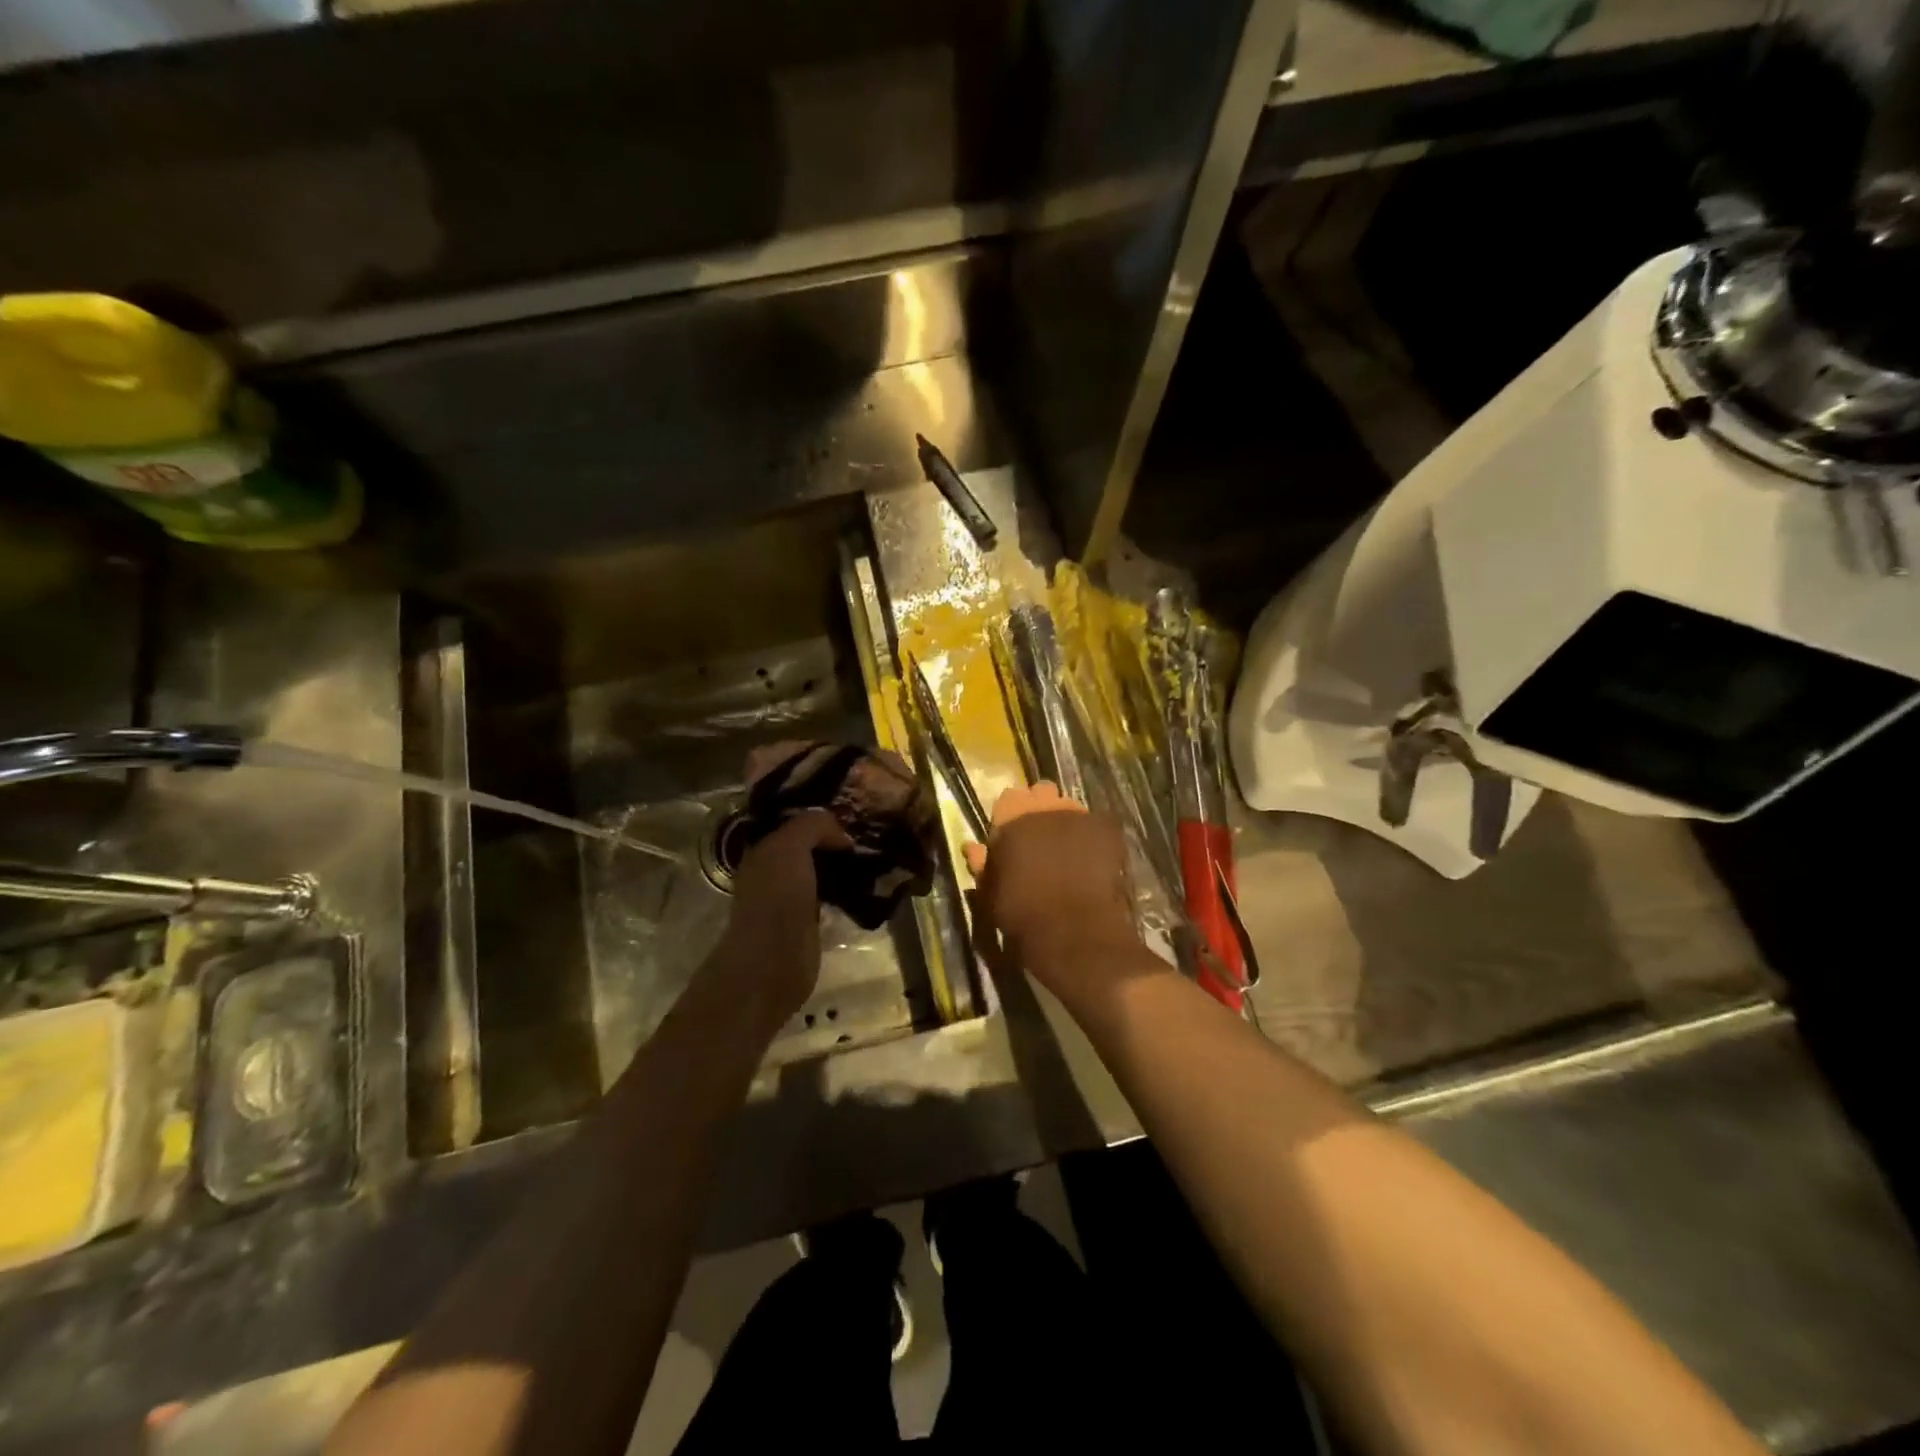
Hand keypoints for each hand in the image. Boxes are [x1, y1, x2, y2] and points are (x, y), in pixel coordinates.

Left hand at [718, 809, 848, 1032]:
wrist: (773, 961)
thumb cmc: (776, 898)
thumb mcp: (790, 846)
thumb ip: (813, 825)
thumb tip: (841, 834)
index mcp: (762, 849)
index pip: (791, 820)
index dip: (817, 812)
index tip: (850, 807)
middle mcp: (773, 870)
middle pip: (807, 844)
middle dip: (834, 836)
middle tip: (868, 828)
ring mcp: (791, 897)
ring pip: (821, 868)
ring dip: (843, 863)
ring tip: (875, 852)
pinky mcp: (809, 921)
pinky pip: (830, 894)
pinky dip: (847, 888)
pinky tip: (869, 883)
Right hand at [964, 783, 1155, 1008]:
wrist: (1073, 930)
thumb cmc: (1021, 912)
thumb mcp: (990, 891)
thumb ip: (982, 863)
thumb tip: (972, 847)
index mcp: (1011, 814)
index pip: (1009, 797)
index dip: (1011, 814)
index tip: (1012, 834)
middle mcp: (1045, 804)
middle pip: (1042, 793)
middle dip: (1041, 809)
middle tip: (1040, 838)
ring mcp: (1079, 814)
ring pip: (1071, 807)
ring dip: (1067, 821)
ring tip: (1069, 850)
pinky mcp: (1107, 830)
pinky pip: (1097, 825)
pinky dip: (1093, 837)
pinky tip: (1092, 859)